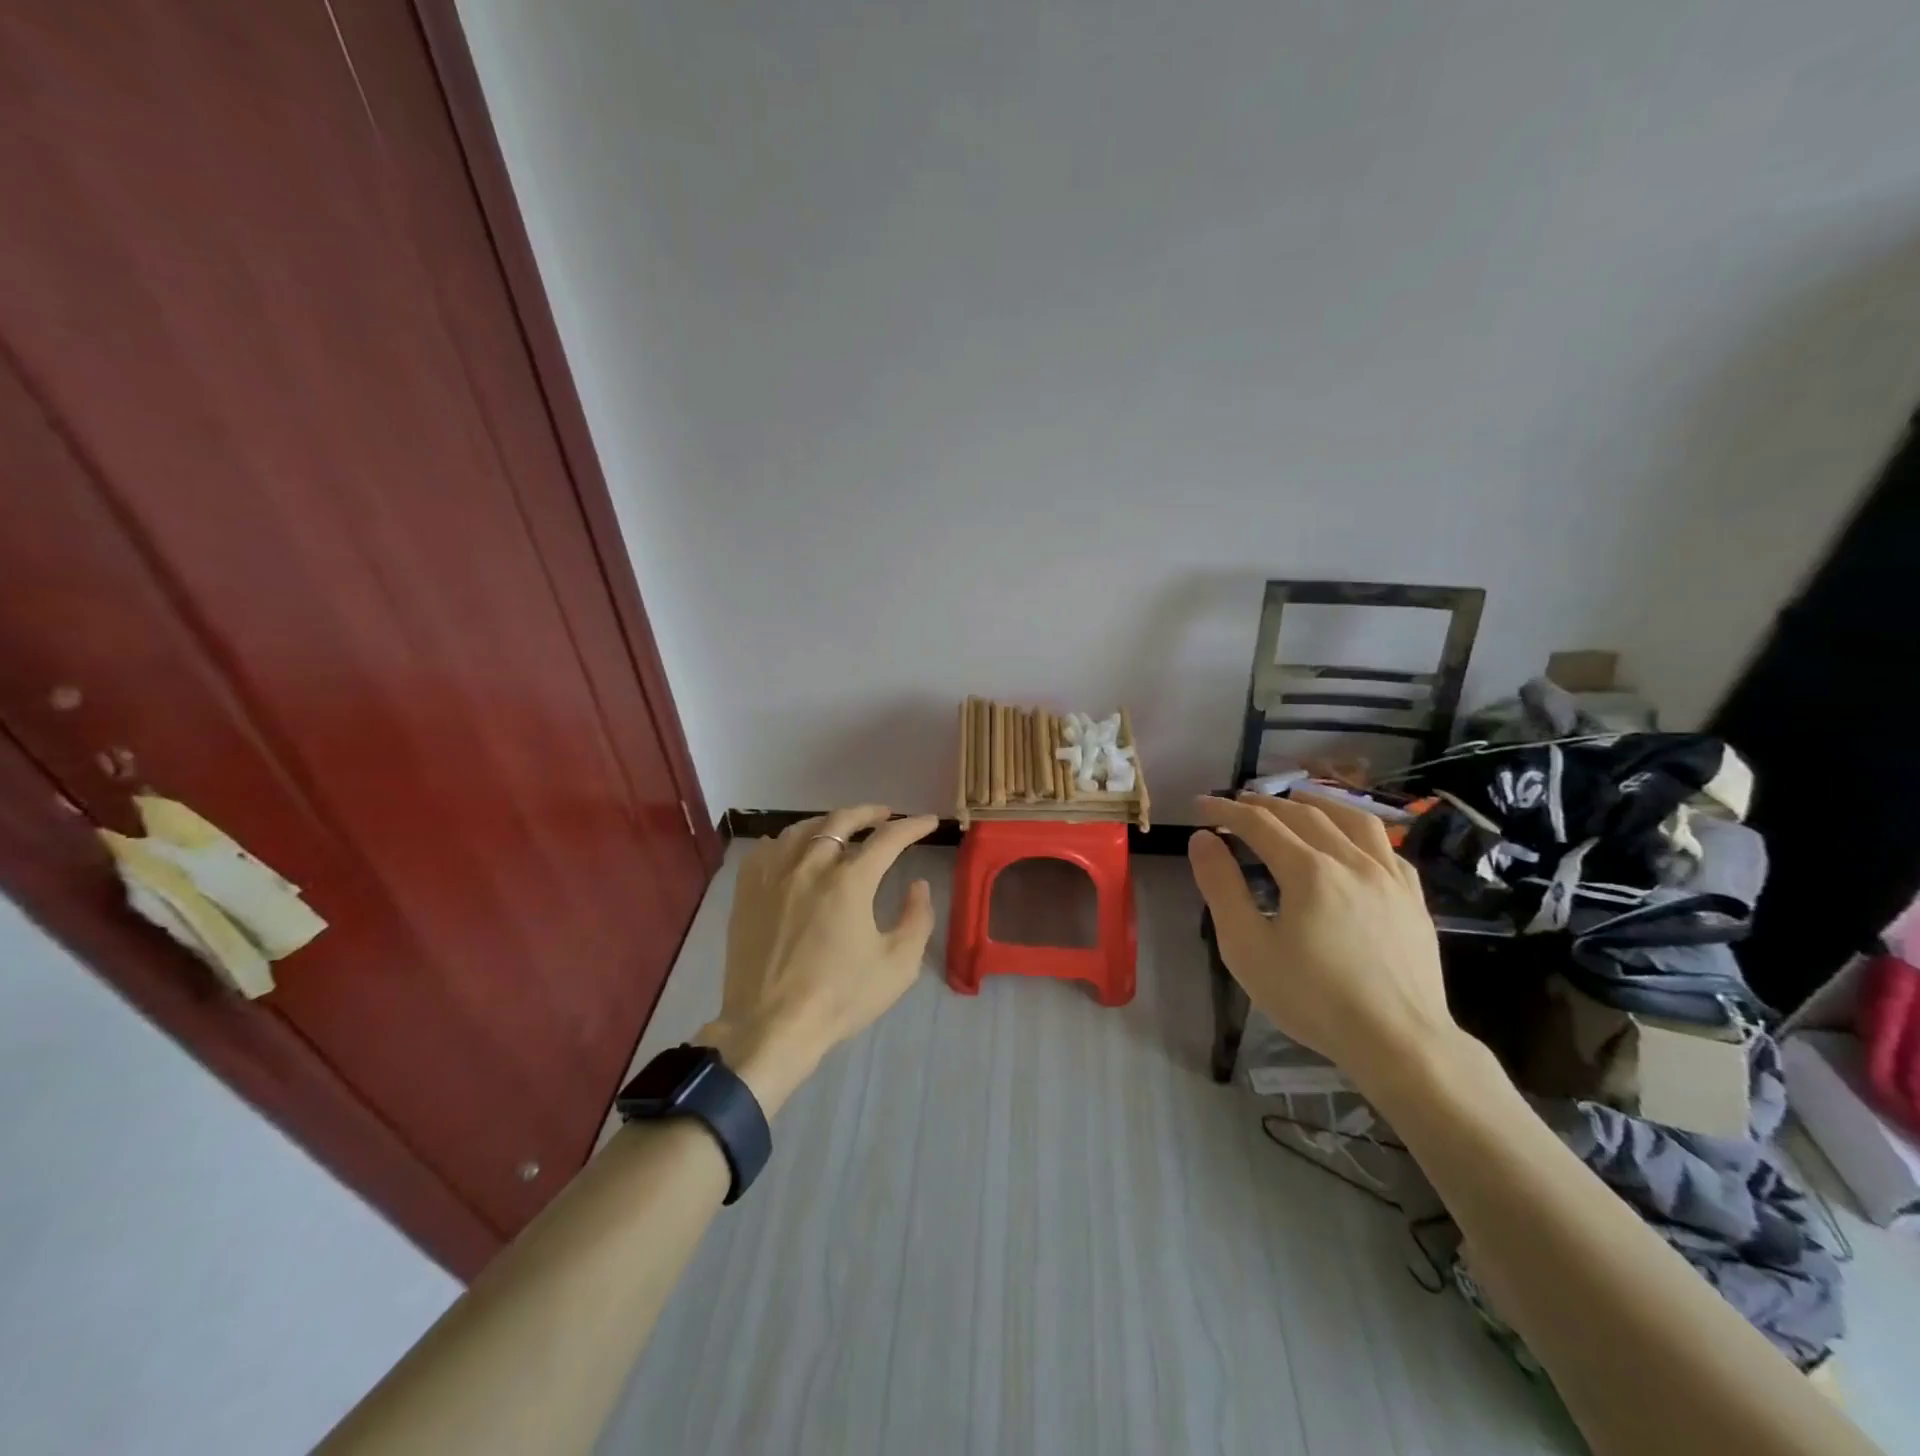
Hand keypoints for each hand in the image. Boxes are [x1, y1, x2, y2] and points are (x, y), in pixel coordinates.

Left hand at [700, 805, 937, 1113]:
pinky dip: (787, 841)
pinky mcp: (747, 892)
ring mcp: (774, 876)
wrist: (771, 1027)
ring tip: (840, 827)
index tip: (928, 822)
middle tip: (884, 815)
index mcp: (850, 881)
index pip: (888, 839)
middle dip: (869, 813)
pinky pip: (767, 849)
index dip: (912, 826)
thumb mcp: (898, 965)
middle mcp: (810, 866)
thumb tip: (918, 886)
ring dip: (828, 822)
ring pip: (802, 829)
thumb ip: (918, 919)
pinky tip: (793, 849)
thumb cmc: (839, 998)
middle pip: (842, 821)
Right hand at [1189, 792, 1459, 1094]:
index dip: (1226, 811)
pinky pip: (1387, 848)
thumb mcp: (1247, 947)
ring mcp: (1389, 877)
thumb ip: (1221, 888)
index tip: (1201, 805)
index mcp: (1308, 871)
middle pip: (1303, 815)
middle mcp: (1351, 861)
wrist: (1399, 1043)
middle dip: (1264, 804)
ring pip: (1353, 819)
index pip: (1259, 824)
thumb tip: (1202, 839)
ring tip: (1296, 799)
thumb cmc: (1313, 998)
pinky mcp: (1413, 899)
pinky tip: (1352, 842)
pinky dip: (1359, 832)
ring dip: (1317, 802)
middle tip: (1236, 804)